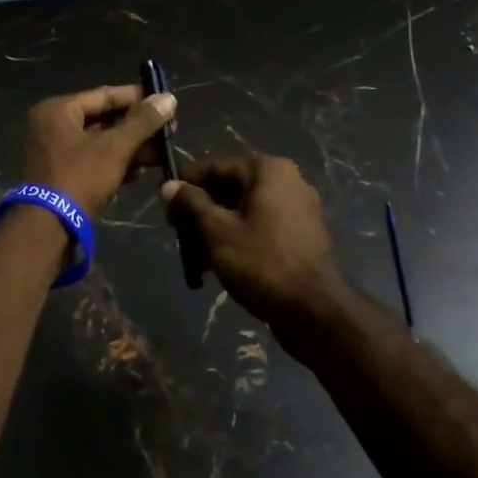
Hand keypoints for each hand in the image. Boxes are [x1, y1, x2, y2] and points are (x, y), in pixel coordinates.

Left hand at [22, 85, 176, 215]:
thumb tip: (169, 97)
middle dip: (137, 128)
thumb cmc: (80, 178)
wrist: (48, 230)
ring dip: (130, 147)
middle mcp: (52, 126)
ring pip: (100, 142)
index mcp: (58, 110)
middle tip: (168, 132)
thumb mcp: (115, 147)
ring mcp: (55, 152)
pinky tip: (140, 171)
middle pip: (103, 119)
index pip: (105, 95)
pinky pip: (93, 160)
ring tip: (161, 154)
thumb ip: (142, 122)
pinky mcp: (61, 176)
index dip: (137, 98)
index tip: (166, 103)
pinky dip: (115, 163)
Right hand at [160, 156, 348, 337]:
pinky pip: (261, 226)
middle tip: (177, 231)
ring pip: (244, 209)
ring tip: (194, 253)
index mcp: (268, 170)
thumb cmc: (262, 262)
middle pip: (230, 187)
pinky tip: (218, 264)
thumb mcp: (217, 231)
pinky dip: (238, 238)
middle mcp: (288, 181)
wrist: (314, 312)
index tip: (163, 202)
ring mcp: (298, 209)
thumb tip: (169, 185)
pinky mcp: (302, 236)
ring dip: (217, 227)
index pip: (216, 166)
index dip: (185, 183)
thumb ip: (191, 203)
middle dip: (201, 209)